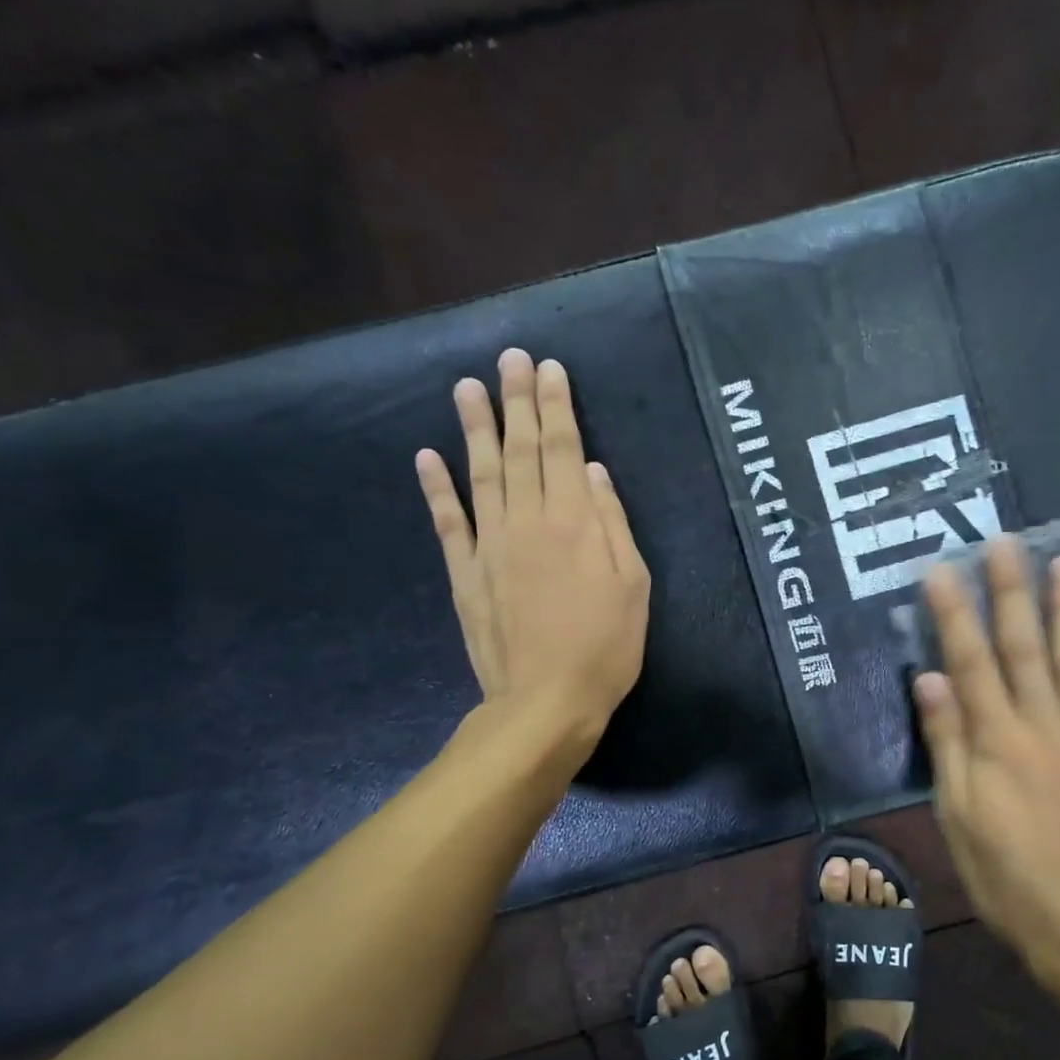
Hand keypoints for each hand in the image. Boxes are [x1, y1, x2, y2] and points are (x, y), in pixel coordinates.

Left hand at [415, 349, 649, 752]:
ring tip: (466, 387)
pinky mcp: (465, 573)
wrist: (546, 701)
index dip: (556, 407)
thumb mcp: (633, 586)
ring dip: (474, 428)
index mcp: (574, 523)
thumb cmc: (605, 647)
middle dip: (517, 401)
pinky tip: (426, 456)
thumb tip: (593, 472)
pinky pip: (448, 522)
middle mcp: (528, 522)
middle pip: (520, 450)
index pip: (562, 449)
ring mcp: (490, 546)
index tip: (550, 369)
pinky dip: (436, 488)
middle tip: (510, 358)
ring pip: (480, 474)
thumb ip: (613, 525)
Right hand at [913, 537, 1059, 994]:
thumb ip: (947, 743)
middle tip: (1007, 541)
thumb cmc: (1003, 871)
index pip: (971, 661)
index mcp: (997, 740)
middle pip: (1025, 647)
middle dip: (1012, 591)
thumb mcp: (956, 815)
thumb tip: (932, 678)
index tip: (941, 569)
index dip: (954, 613)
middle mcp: (1043, 726)